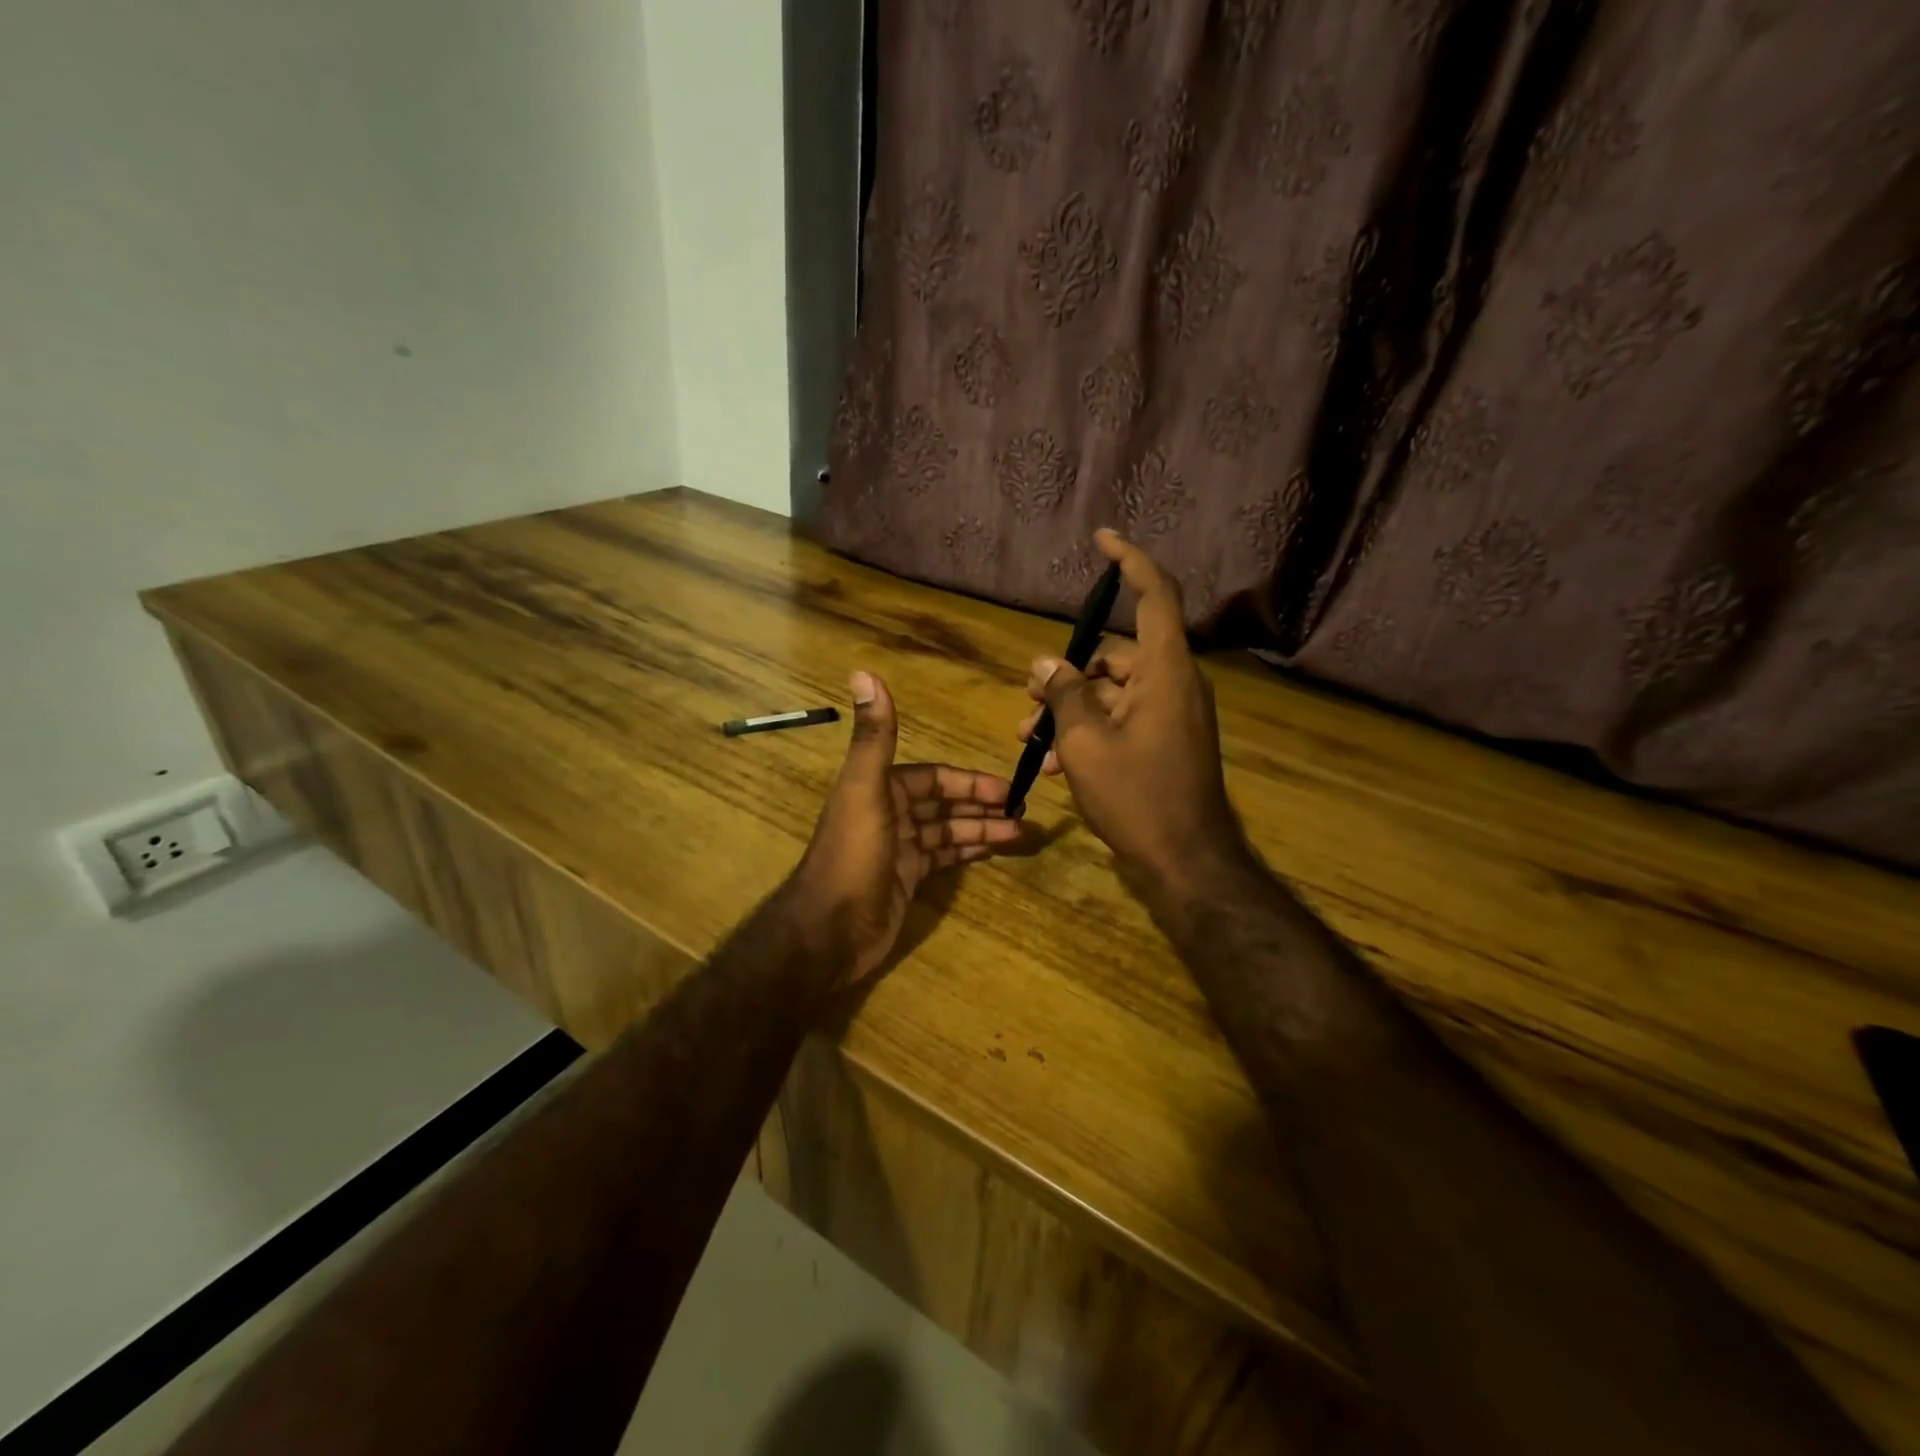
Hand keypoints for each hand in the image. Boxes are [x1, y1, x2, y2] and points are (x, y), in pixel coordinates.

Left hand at [785, 671, 1021, 989]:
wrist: (829, 931)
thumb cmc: (852, 856)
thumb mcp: (865, 790)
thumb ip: (874, 736)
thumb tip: (863, 672)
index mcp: (881, 789)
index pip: (934, 777)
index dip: (969, 781)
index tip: (1007, 788)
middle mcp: (890, 814)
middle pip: (944, 804)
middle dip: (981, 805)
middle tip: (1024, 811)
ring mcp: (899, 850)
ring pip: (948, 832)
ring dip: (982, 829)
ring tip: (1022, 833)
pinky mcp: (906, 880)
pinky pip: (944, 859)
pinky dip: (968, 853)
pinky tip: (995, 851)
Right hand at [1016, 531, 1252, 895]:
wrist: (1184, 861)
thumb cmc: (1136, 796)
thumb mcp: (1085, 741)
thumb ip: (1063, 693)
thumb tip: (1044, 662)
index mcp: (1165, 671)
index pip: (1156, 594)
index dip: (1131, 560)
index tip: (1103, 539)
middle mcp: (1174, 684)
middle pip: (1117, 654)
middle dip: (1067, 671)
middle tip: (1027, 695)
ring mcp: (1173, 715)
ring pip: (1113, 691)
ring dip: (1071, 708)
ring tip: (1027, 736)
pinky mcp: (1167, 741)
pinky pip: (1124, 718)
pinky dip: (1091, 729)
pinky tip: (1055, 763)